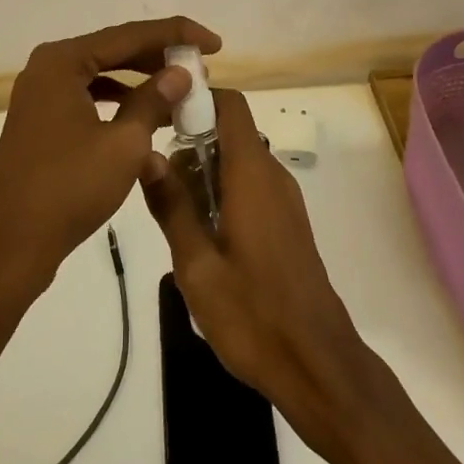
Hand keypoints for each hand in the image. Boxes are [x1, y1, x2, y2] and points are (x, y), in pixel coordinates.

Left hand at [0, 17, 219, 290]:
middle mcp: (47, 69)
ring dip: (141, 82)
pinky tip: (146, 119)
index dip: (176, 35)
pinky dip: (119, 103)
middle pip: (114, 50)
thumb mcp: (123, 143)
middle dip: (159, 58)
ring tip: (180, 91)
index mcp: (62, 62)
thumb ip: (153, 101)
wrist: (12, 246)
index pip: (129, 35)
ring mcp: (41, 96)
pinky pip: (88, 98)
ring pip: (102, 75)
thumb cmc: (69, 188)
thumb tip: (180, 73)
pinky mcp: (42, 122)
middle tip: (201, 66)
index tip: (214, 42)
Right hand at [142, 87, 373, 451]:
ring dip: (204, 175)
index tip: (159, 116)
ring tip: (172, 215)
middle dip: (190, 145)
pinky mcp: (287, 224)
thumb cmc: (252, 315)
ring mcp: (284, 201)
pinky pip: (250, 189)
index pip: (230, 105)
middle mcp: (272, 176)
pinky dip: (222, 195)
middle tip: (157, 183)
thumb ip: (171, 206)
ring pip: (238, 164)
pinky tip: (201, 238)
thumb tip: (146, 153)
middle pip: (230, 134)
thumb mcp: (196, 265)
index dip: (196, 98)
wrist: (318, 364)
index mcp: (252, 174)